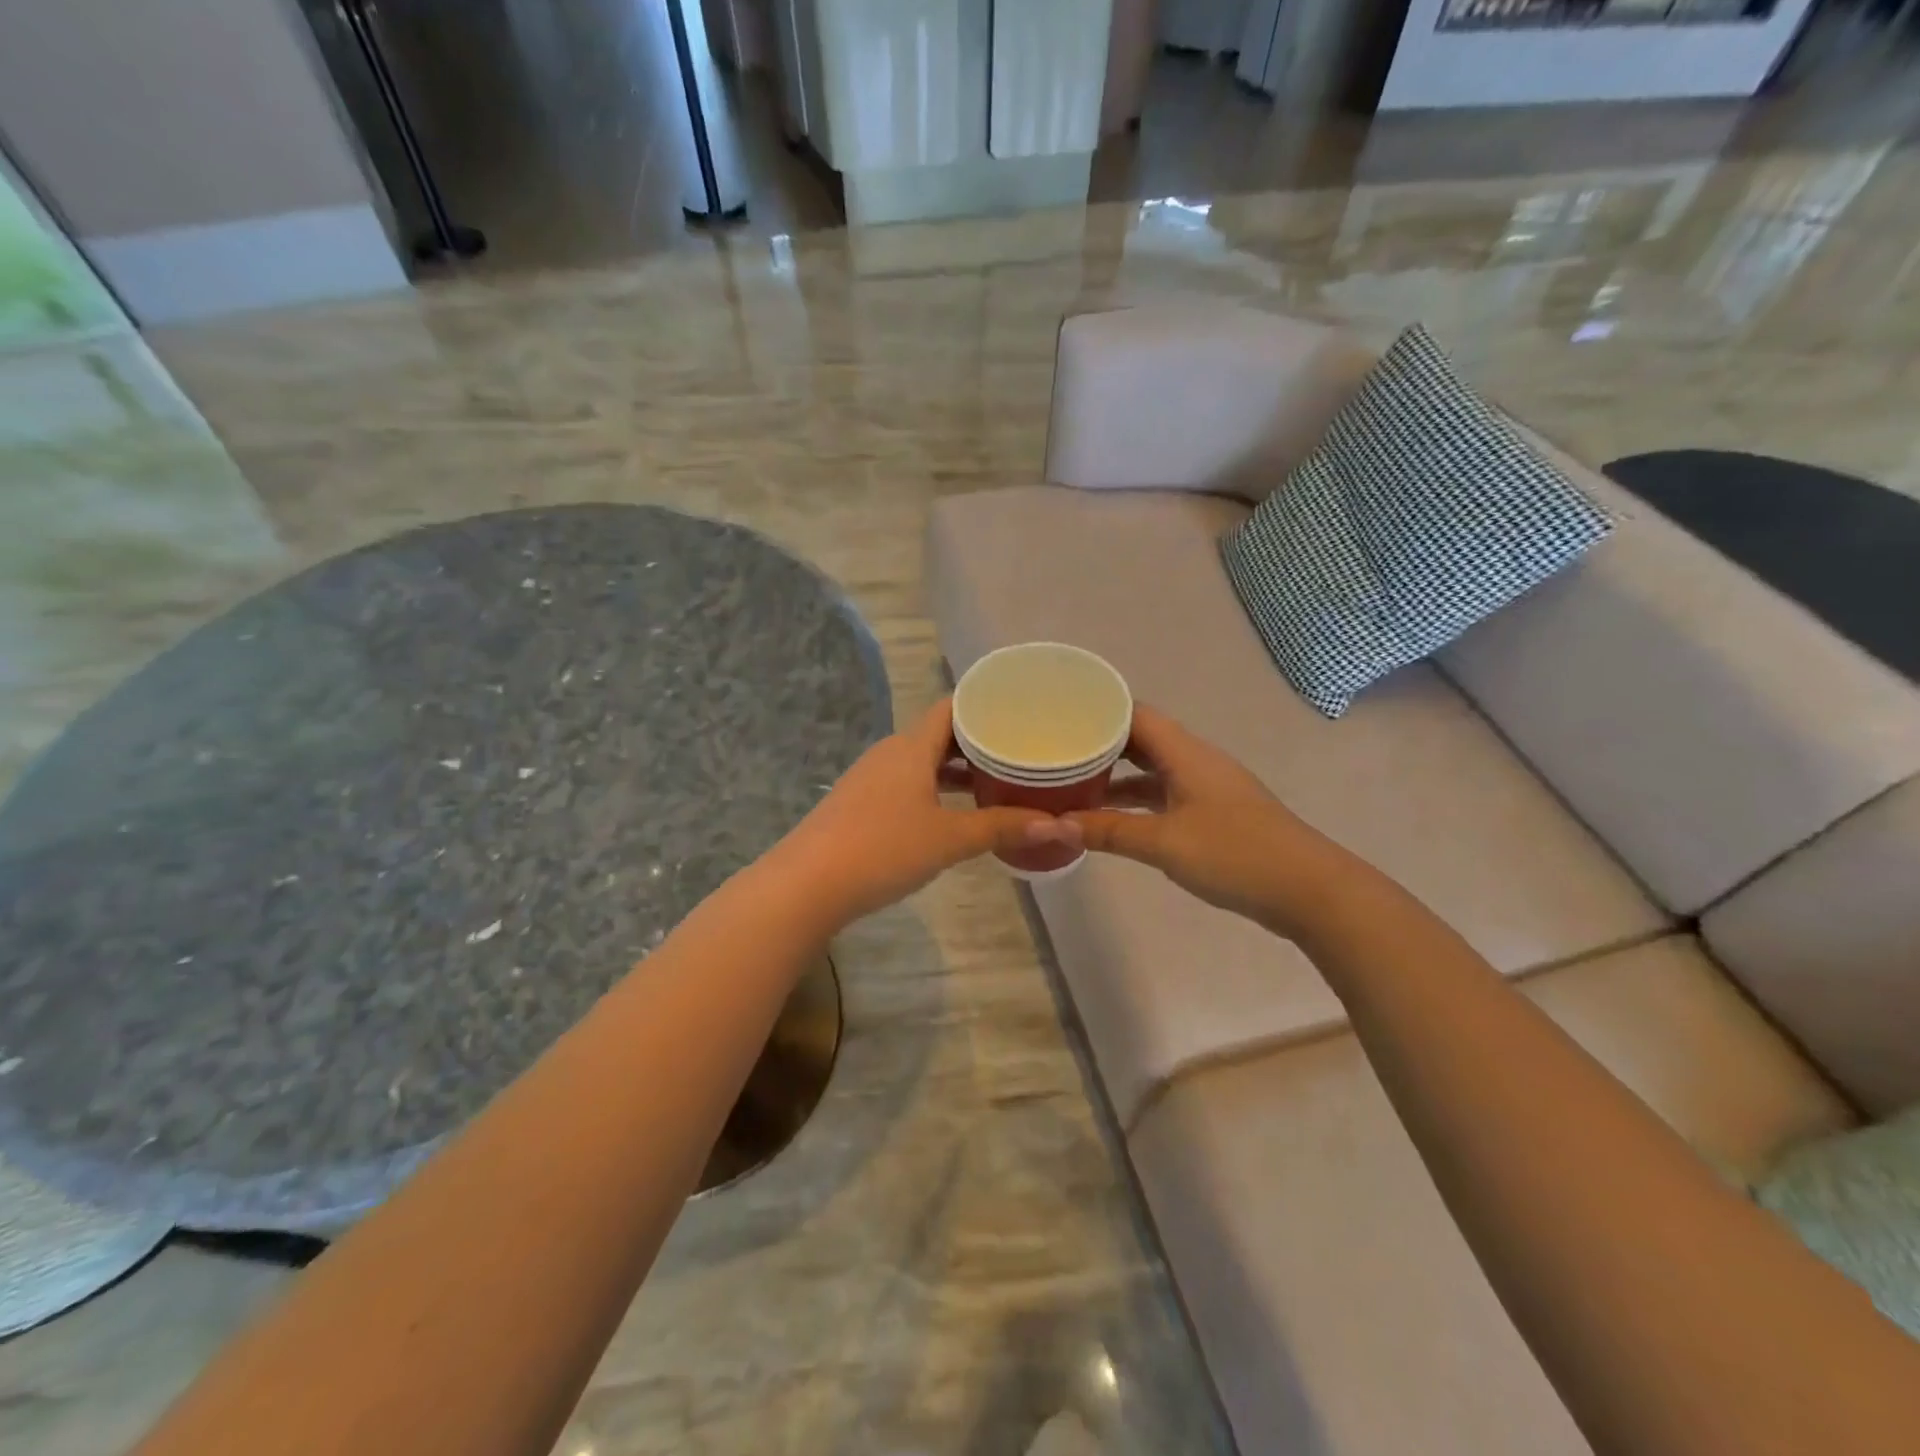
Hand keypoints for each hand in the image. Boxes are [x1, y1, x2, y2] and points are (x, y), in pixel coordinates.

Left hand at [771, 698, 1081, 927]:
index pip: (952, 707)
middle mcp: (890, 753)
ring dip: (956, 769)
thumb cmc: (883, 849)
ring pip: (922, 762)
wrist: (808, 884)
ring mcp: (871, 778)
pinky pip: (907, 783)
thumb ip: (1001, 828)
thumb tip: (1057, 823)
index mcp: (911, 747)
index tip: (1020, 713)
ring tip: (996, 781)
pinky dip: (935, 788)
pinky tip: (953, 812)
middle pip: (939, 734)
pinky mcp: (860, 804)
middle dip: (978, 742)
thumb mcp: (949, 839)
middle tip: (1019, 750)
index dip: (985, 705)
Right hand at [1066, 704, 1341, 933]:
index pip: (1136, 714)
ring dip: (1117, 776)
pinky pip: (1165, 795)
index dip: (1099, 711)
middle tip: (1058, 752)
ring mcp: (1207, 788)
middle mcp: (1195, 761)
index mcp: (1186, 754)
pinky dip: (1137, 801)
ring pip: (1153, 770)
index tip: (1059, 717)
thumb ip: (1110, 831)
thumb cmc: (1235, 854)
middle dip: (1101, 744)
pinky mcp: (1214, 814)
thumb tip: (1057, 824)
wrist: (1308, 890)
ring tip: (1073, 785)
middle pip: (1142, 740)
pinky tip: (1112, 818)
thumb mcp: (1164, 842)